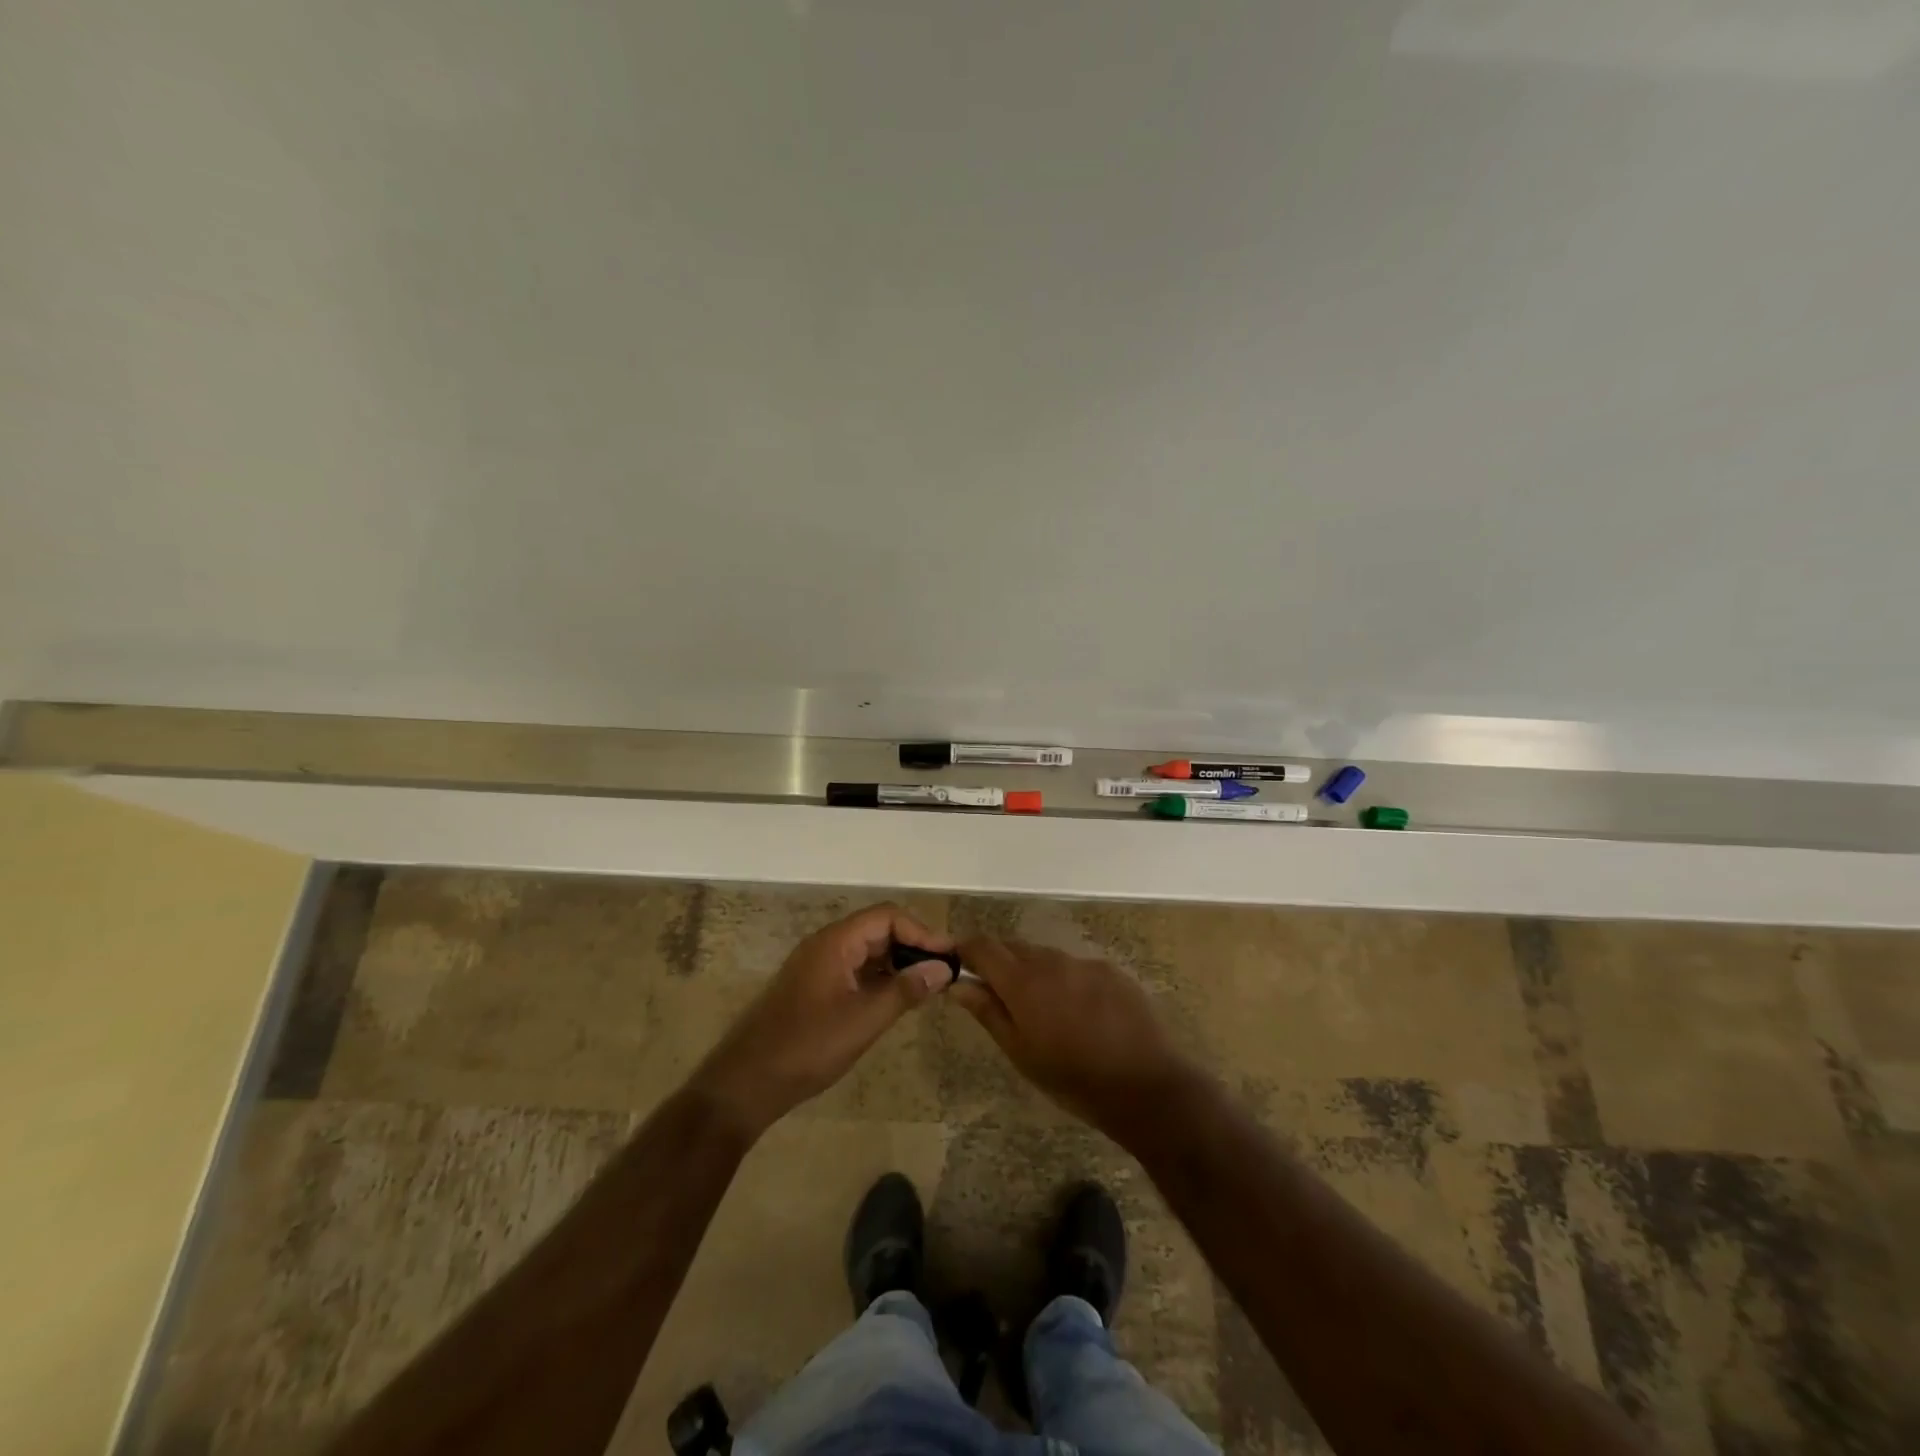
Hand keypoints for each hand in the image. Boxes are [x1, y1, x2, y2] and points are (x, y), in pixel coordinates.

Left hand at [688, 903, 954, 1137]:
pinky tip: (897, 999)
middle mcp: (826, 944)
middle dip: (913, 945)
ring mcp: (817, 966)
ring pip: (867, 951)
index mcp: (835, 942)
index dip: (922, 932)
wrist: (745, 1083)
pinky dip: (880, 978)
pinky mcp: (813, 988)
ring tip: (927, 985)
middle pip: (878, 929)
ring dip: (898, 963)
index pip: (888, 917)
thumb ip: (904, 990)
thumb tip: (943, 968)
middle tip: (944, 971)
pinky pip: (855, 970)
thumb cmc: (807, 1047)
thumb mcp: (863, 1020)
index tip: (950, 956)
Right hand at [950, 937, 1200, 1145]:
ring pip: (1046, 957)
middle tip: (997, 994)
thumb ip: (988, 1011)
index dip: (965, 949)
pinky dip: (1067, 980)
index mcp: (1023, 981)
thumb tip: (958, 984)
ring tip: (1042, 1009)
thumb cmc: (1072, 1078)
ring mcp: (1084, 963)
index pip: (983, 945)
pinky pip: (1077, 967)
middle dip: (999, 962)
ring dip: (1034, 972)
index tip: (957, 963)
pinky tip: (1080, 1012)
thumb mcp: (1020, 1053)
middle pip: (1014, 947)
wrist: (1145, 1086)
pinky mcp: (1111, 970)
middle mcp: (1051, 961)